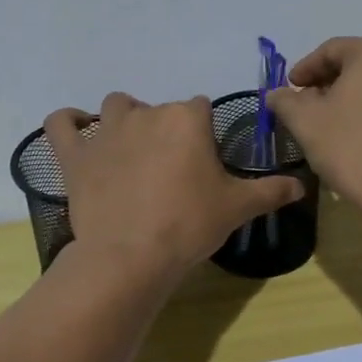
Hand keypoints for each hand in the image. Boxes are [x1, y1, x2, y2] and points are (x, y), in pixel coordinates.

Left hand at [44, 93, 307, 278]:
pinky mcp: (74, 154)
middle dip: (166, 130)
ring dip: (124, 119)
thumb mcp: (238, 208)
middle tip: (172, 169)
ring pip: (115, 106)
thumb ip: (271, 191)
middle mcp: (146, 114)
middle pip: (159, 108)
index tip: (204, 161)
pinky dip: (67, 121)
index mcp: (186, 119)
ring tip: (131, 149)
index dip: (203, 132)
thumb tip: (300, 187)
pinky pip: (61, 123)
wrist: (132, 255)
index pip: (199, 108)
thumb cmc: (189, 225)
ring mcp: (106, 132)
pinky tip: (77, 128)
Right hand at [267, 37, 361, 224]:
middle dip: (328, 85)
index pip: (331, 50)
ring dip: (351, 102)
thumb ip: (285, 101)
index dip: (304, 69)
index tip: (289, 89)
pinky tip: (361, 142)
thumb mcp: (305, 122)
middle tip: (307, 108)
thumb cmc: (352, 148)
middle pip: (357, 66)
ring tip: (332, 127)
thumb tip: (277, 94)